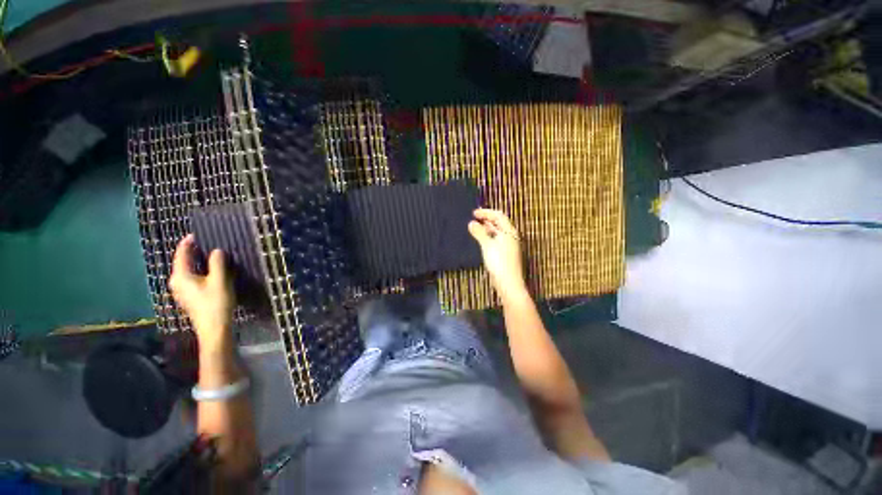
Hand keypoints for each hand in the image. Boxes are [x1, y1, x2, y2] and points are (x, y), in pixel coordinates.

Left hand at [170, 234, 234, 351]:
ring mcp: (181, 290)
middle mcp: (176, 282)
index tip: (196, 234)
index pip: (181, 254)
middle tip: (206, 243)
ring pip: (187, 270)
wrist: (214, 328)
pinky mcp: (188, 296)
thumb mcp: (219, 280)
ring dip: (196, 262)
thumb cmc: (215, 303)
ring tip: (209, 255)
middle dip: (192, 252)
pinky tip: (209, 271)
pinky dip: (198, 270)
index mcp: (180, 276)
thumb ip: (217, 263)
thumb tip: (216, 251)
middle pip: (182, 262)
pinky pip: (191, 277)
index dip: (188, 243)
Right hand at [468, 209, 527, 298]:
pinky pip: (496, 240)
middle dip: (486, 219)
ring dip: (487, 228)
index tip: (474, 213)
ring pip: (497, 232)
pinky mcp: (505, 254)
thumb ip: (479, 232)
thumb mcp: (487, 244)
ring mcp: (508, 245)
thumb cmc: (499, 262)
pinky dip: (488, 236)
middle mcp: (511, 236)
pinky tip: (481, 239)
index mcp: (509, 231)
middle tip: (474, 218)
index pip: (498, 216)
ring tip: (476, 227)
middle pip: (499, 223)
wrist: (508, 282)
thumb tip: (471, 223)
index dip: (486, 213)